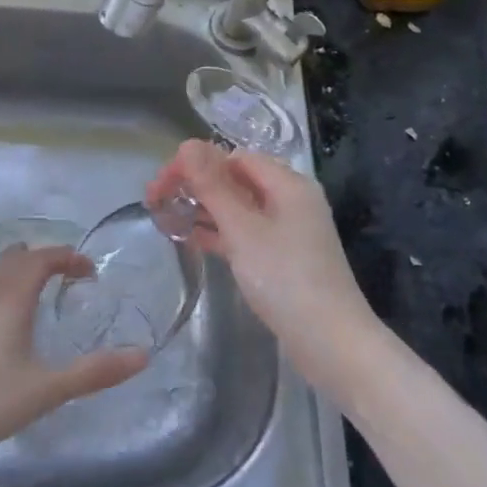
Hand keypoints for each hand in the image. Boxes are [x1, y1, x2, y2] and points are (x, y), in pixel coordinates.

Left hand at [0, 245, 147, 473]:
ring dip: (20, 269)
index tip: (90, 272)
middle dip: (45, 258)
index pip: (42, 259)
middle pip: (15, 259)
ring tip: (40, 286)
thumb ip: (94, 373)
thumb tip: (143, 355)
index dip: (68, 257)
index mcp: (11, 300)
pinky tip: (6, 319)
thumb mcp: (47, 390)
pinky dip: (3, 287)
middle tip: (69, 274)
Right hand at [146, 140, 381, 393]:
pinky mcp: (284, 258)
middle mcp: (291, 200)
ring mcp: (289, 231)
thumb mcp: (243, 229)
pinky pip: (246, 233)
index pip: (235, 157)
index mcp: (288, 184)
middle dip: (197, 186)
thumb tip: (188, 144)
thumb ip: (213, 187)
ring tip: (166, 218)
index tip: (161, 183)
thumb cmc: (285, 279)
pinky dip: (220, 233)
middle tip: (156, 201)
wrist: (330, 342)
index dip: (196, 164)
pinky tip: (192, 239)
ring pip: (239, 208)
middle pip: (237, 180)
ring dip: (204, 209)